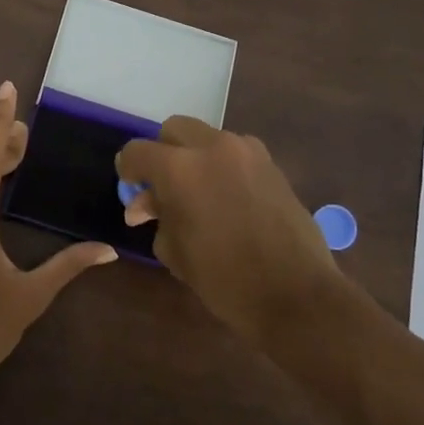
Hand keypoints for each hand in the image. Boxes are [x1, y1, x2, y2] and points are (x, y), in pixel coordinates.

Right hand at [117, 117, 347, 345]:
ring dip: (195, 157)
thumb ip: (157, 216)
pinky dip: (223, 166)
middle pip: (173, 129)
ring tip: (198, 193)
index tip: (130, 186)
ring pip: (207, 137)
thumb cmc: (224, 279)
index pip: (137, 152)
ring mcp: (247, 152)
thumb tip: (146, 204)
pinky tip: (227, 199)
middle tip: (163, 186)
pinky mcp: (272, 164)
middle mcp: (212, 148)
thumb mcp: (174, 251)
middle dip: (163, 153)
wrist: (296, 295)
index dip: (127, 169)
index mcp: (179, 169)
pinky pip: (236, 153)